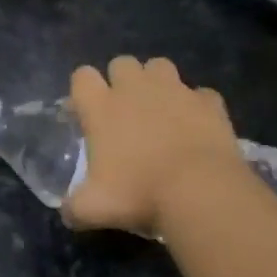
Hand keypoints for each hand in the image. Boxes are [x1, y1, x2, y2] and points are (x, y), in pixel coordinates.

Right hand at [64, 56, 245, 236]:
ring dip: (157, 82)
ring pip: (160, 65)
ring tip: (160, 109)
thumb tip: (68, 213)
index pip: (81, 75)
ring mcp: (175, 91)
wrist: (201, 192)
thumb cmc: (138, 193)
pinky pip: (200, 94)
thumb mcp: (93, 208)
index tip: (86, 112)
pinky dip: (196, 106)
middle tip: (124, 110)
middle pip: (121, 62)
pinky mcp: (209, 103)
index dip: (82, 89)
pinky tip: (196, 125)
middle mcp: (135, 89)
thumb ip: (74, 207)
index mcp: (101, 107)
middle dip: (121, 79)